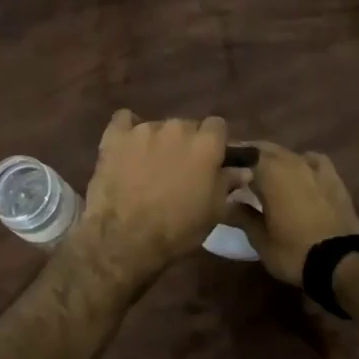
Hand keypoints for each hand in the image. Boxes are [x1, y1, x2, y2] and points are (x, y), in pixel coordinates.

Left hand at [71, 111, 244, 288]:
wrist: (126, 238)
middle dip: (185, 144)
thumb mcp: (214, 212)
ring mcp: (144, 129)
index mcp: (206, 144)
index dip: (214, 143)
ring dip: (157, 142)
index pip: (217, 126)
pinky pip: (123, 120)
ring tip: (147, 168)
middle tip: (178, 169)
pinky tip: (126, 148)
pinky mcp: (116, 136)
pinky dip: (127, 131)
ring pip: (157, 127)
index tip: (209, 161)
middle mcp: (177, 127)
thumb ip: (228, 184)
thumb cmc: (178, 229)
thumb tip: (242, 170)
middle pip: (186, 126)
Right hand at [222, 143, 358, 286]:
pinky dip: (302, 162)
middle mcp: (290, 161)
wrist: (342, 262)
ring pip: (288, 154)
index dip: (229, 159)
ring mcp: (314, 167)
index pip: (242, 154)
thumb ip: (242, 216)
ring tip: (265, 173)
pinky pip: (313, 160)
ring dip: (274, 159)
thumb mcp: (260, 239)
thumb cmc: (293, 251)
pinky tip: (300, 172)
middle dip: (249, 156)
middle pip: (264, 149)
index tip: (218, 167)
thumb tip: (226, 203)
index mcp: (268, 172)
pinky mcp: (333, 178)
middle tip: (237, 170)